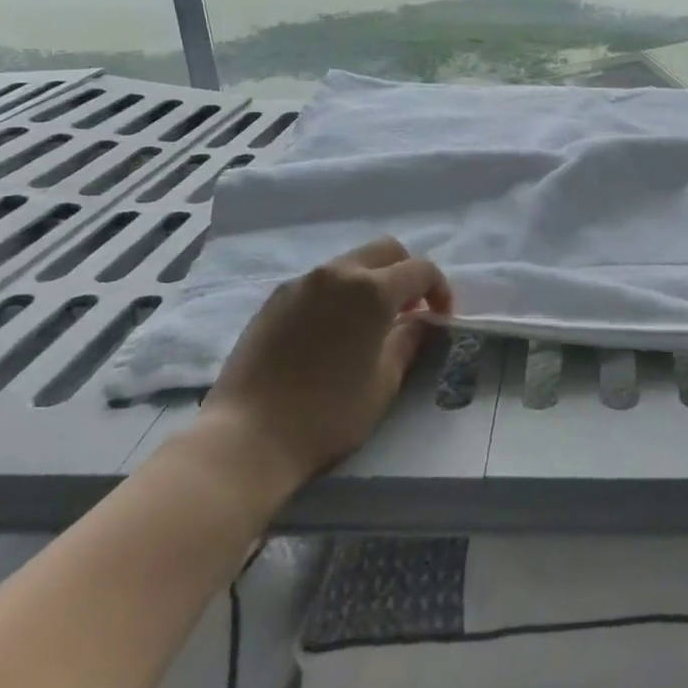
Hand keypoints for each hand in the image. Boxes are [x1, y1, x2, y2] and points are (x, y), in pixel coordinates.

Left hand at [199, 238, 451, 487]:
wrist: (246, 437)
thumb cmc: (326, 415)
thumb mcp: (383, 384)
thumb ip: (408, 342)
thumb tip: (420, 322)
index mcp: (372, 291)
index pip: (420, 270)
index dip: (439, 290)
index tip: (440, 318)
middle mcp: (337, 274)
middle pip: (386, 251)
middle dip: (406, 273)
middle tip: (409, 311)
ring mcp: (302, 283)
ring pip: (350, 263)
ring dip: (371, 281)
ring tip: (370, 323)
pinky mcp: (275, 298)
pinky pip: (320, 281)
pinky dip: (339, 293)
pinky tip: (333, 331)